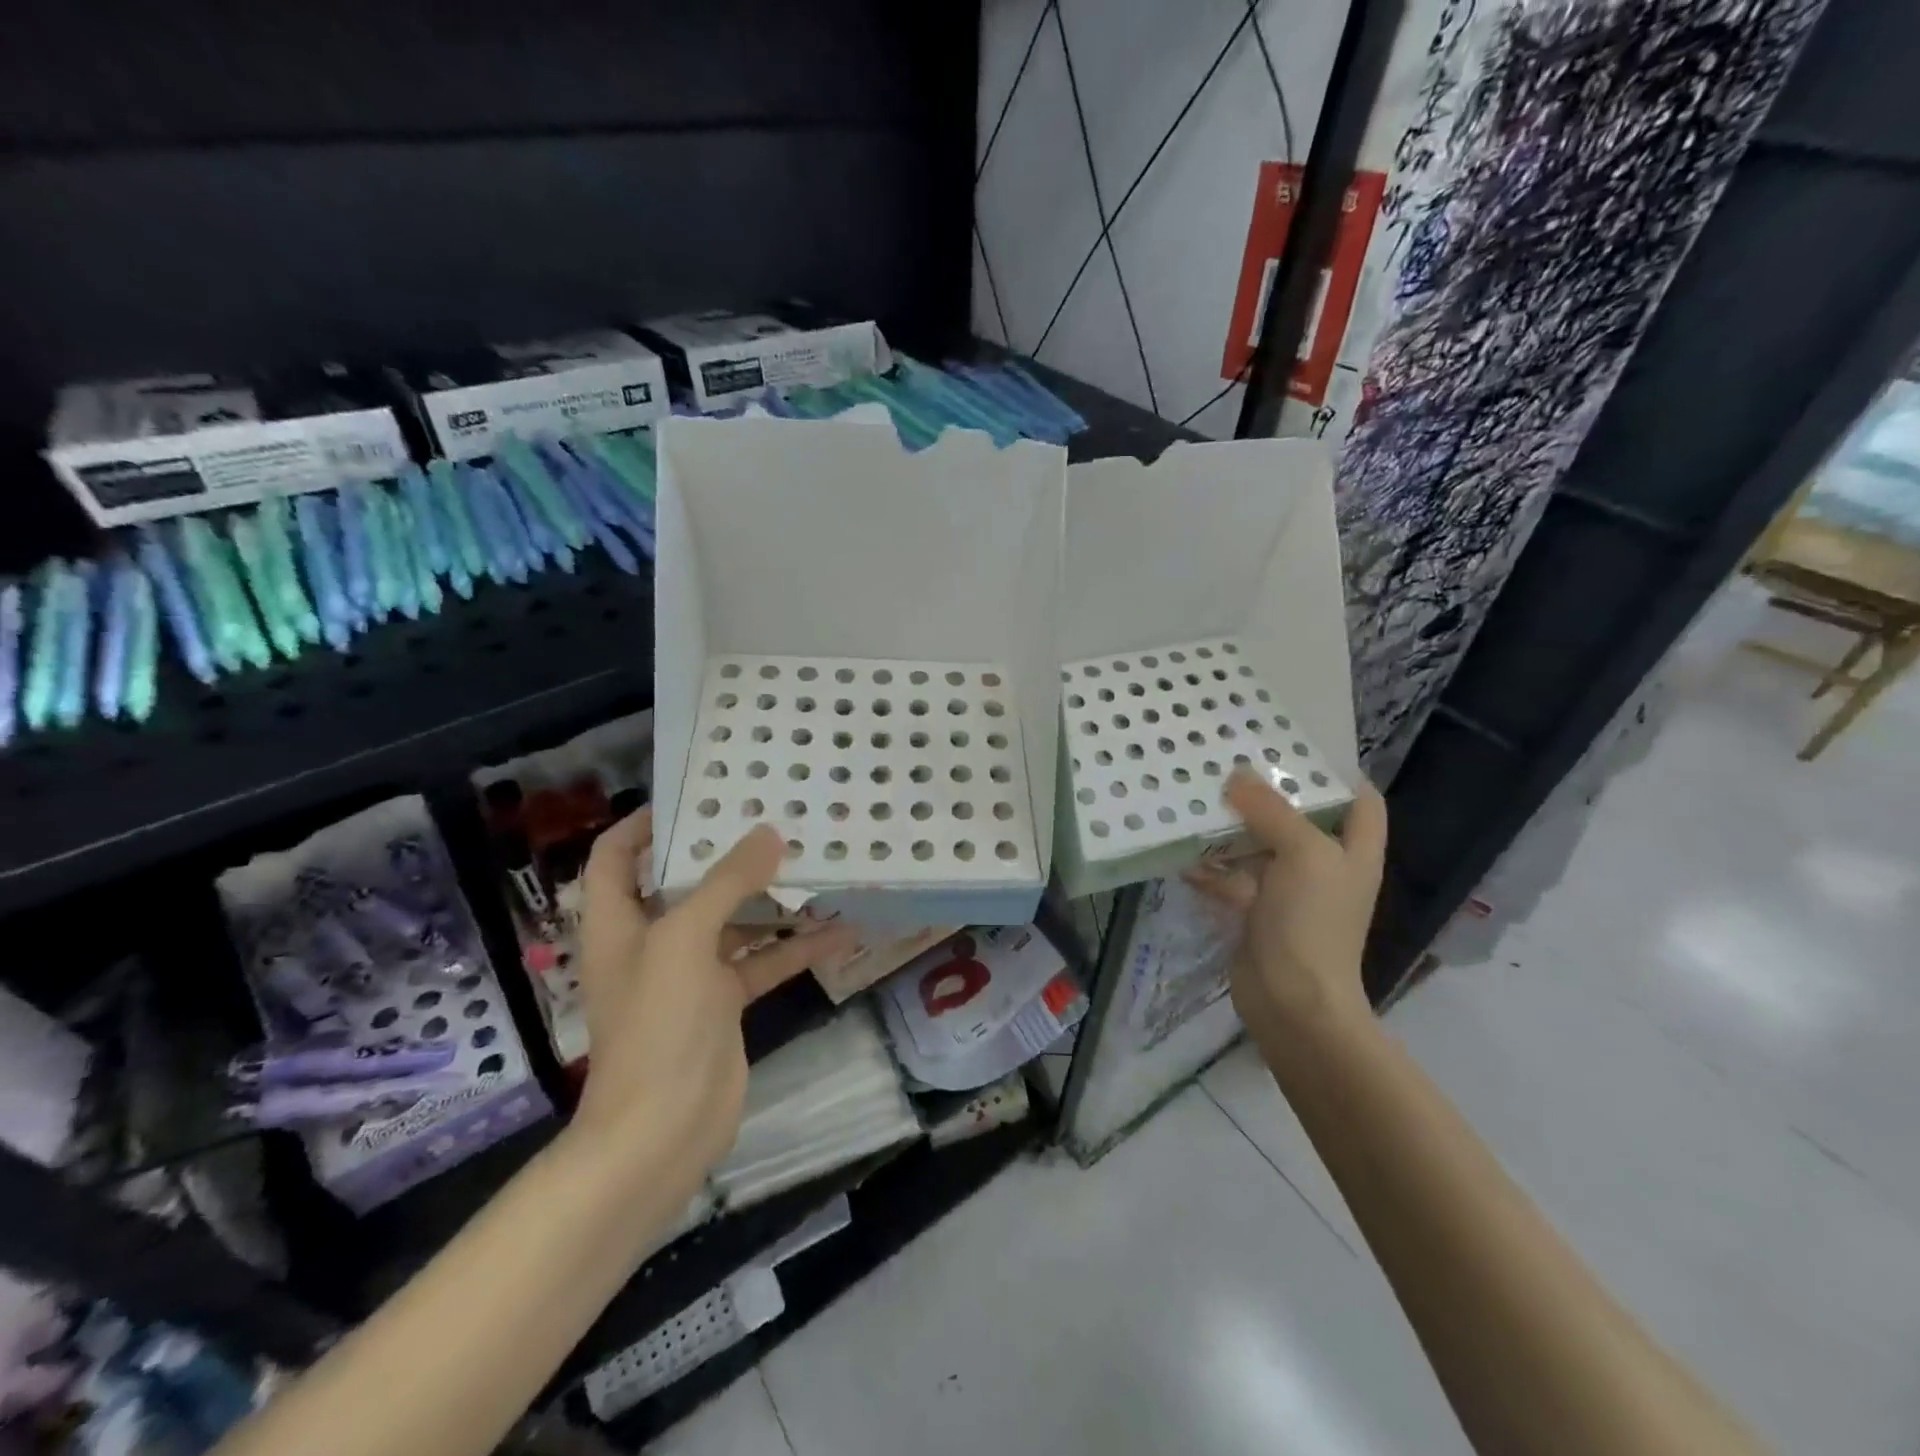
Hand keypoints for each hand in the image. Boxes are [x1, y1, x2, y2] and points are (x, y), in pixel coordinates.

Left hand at [567, 811, 858, 1192]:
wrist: (661, 1133)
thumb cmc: (657, 1025)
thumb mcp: (685, 940)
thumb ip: (726, 883)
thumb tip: (768, 833)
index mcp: (620, 921)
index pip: (617, 855)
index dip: (646, 822)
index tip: (697, 797)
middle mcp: (652, 940)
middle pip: (684, 883)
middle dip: (726, 854)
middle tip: (774, 819)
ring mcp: (691, 974)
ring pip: (733, 921)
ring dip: (771, 899)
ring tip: (815, 864)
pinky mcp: (724, 1004)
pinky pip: (763, 962)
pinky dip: (796, 948)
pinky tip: (839, 930)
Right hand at [1185, 769, 1386, 1053]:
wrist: (1291, 1002)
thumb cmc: (1312, 922)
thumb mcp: (1303, 854)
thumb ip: (1272, 810)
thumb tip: (1238, 775)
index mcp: (1353, 850)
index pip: (1360, 799)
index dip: (1337, 772)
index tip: (1295, 746)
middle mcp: (1324, 866)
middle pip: (1300, 818)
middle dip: (1267, 793)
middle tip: (1230, 762)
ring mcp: (1288, 892)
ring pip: (1259, 847)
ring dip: (1231, 828)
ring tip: (1197, 797)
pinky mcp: (1256, 912)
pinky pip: (1231, 879)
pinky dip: (1209, 868)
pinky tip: (1182, 853)